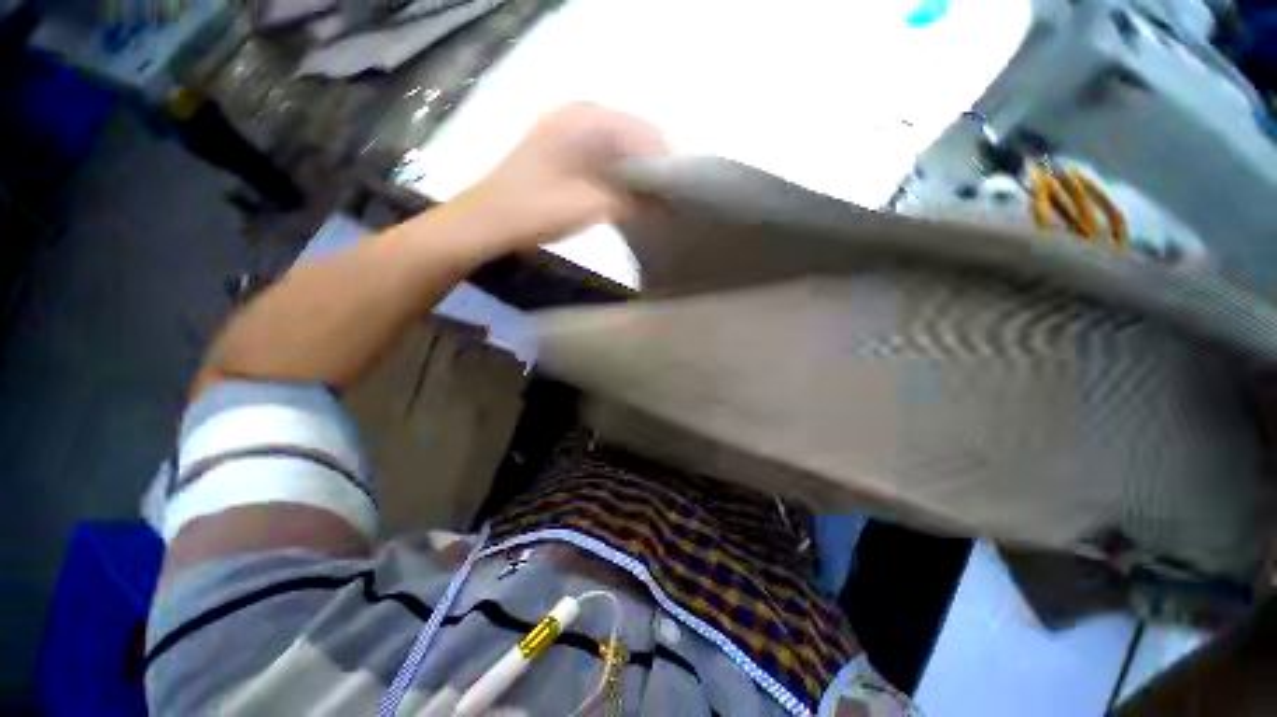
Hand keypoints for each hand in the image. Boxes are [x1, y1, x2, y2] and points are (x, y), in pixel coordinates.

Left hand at [452, 102, 667, 253]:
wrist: (487, 222)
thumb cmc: (537, 209)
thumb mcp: (591, 205)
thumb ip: (632, 203)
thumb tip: (664, 207)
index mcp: (582, 118)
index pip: (639, 129)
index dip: (663, 158)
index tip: (680, 185)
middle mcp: (575, 117)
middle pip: (628, 137)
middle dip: (650, 167)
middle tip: (668, 196)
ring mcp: (564, 135)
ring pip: (613, 149)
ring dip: (633, 174)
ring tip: (652, 199)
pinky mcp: (558, 156)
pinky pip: (598, 160)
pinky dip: (615, 177)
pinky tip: (625, 197)